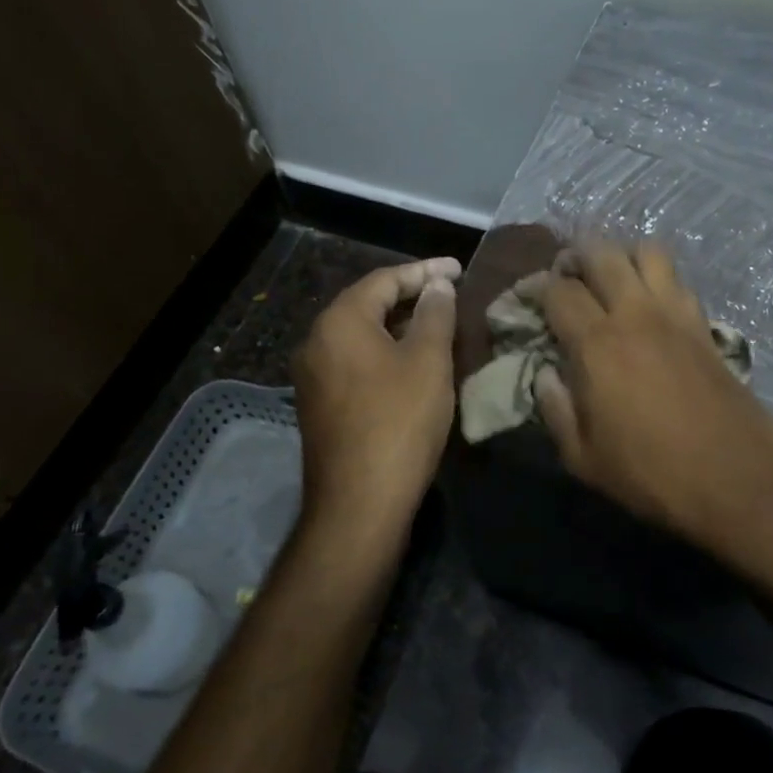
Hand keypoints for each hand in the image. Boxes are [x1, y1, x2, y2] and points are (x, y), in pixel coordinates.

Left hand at [293, 257, 460, 553]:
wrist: (359, 503)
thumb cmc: (399, 422)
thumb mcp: (428, 362)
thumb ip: (435, 314)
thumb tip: (437, 286)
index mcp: (340, 321)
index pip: (385, 279)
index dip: (425, 271)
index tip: (459, 268)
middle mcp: (317, 340)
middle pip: (367, 303)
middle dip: (410, 295)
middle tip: (450, 293)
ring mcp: (313, 375)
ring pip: (361, 334)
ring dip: (398, 325)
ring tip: (437, 324)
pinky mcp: (319, 404)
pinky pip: (355, 361)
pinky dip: (385, 352)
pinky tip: (411, 362)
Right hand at [536, 241, 772, 567]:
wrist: (737, 481)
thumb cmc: (651, 475)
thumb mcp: (583, 459)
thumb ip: (555, 410)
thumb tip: (546, 375)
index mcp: (596, 344)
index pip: (559, 291)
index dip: (537, 287)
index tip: (530, 298)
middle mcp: (635, 314)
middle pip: (602, 252)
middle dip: (576, 254)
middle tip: (567, 274)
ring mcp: (676, 314)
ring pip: (648, 251)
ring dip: (623, 254)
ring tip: (612, 278)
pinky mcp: (705, 325)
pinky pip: (679, 280)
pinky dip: (658, 278)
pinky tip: (650, 304)